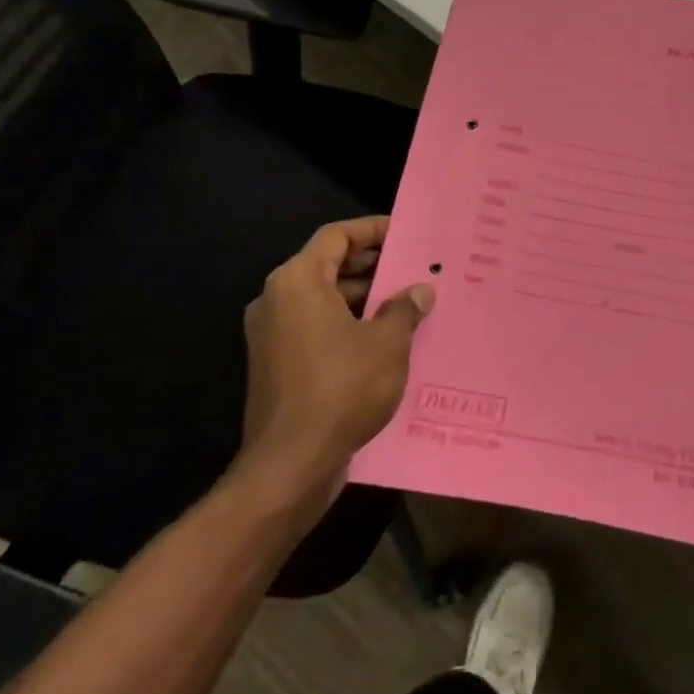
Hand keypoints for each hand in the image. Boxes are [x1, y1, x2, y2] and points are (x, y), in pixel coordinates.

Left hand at [234, 216, 434, 515]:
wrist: (291, 464)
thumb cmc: (341, 389)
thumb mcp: (387, 343)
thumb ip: (405, 308)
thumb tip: (420, 290)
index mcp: (297, 282)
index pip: (336, 236)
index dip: (372, 229)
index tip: (405, 232)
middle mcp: (277, 301)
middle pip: (328, 265)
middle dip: (373, 265)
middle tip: (414, 267)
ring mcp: (273, 335)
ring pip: (324, 299)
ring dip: (364, 298)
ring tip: (409, 303)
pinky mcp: (277, 365)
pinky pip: (317, 328)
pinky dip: (349, 324)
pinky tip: (386, 339)